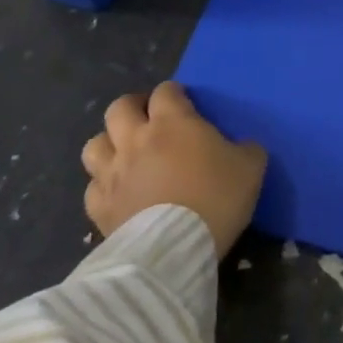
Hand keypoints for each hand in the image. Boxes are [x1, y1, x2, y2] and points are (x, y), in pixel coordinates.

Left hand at [81, 82, 267, 259]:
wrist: (175, 251)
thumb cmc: (215, 199)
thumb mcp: (250, 168)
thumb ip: (246, 149)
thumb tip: (243, 148)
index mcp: (172, 122)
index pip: (165, 91)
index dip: (174, 94)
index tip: (184, 104)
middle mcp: (136, 139)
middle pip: (119, 107)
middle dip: (133, 108)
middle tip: (149, 121)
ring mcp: (112, 174)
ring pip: (95, 144)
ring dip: (109, 144)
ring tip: (125, 154)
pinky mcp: (99, 208)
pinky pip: (92, 188)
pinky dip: (102, 187)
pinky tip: (118, 194)